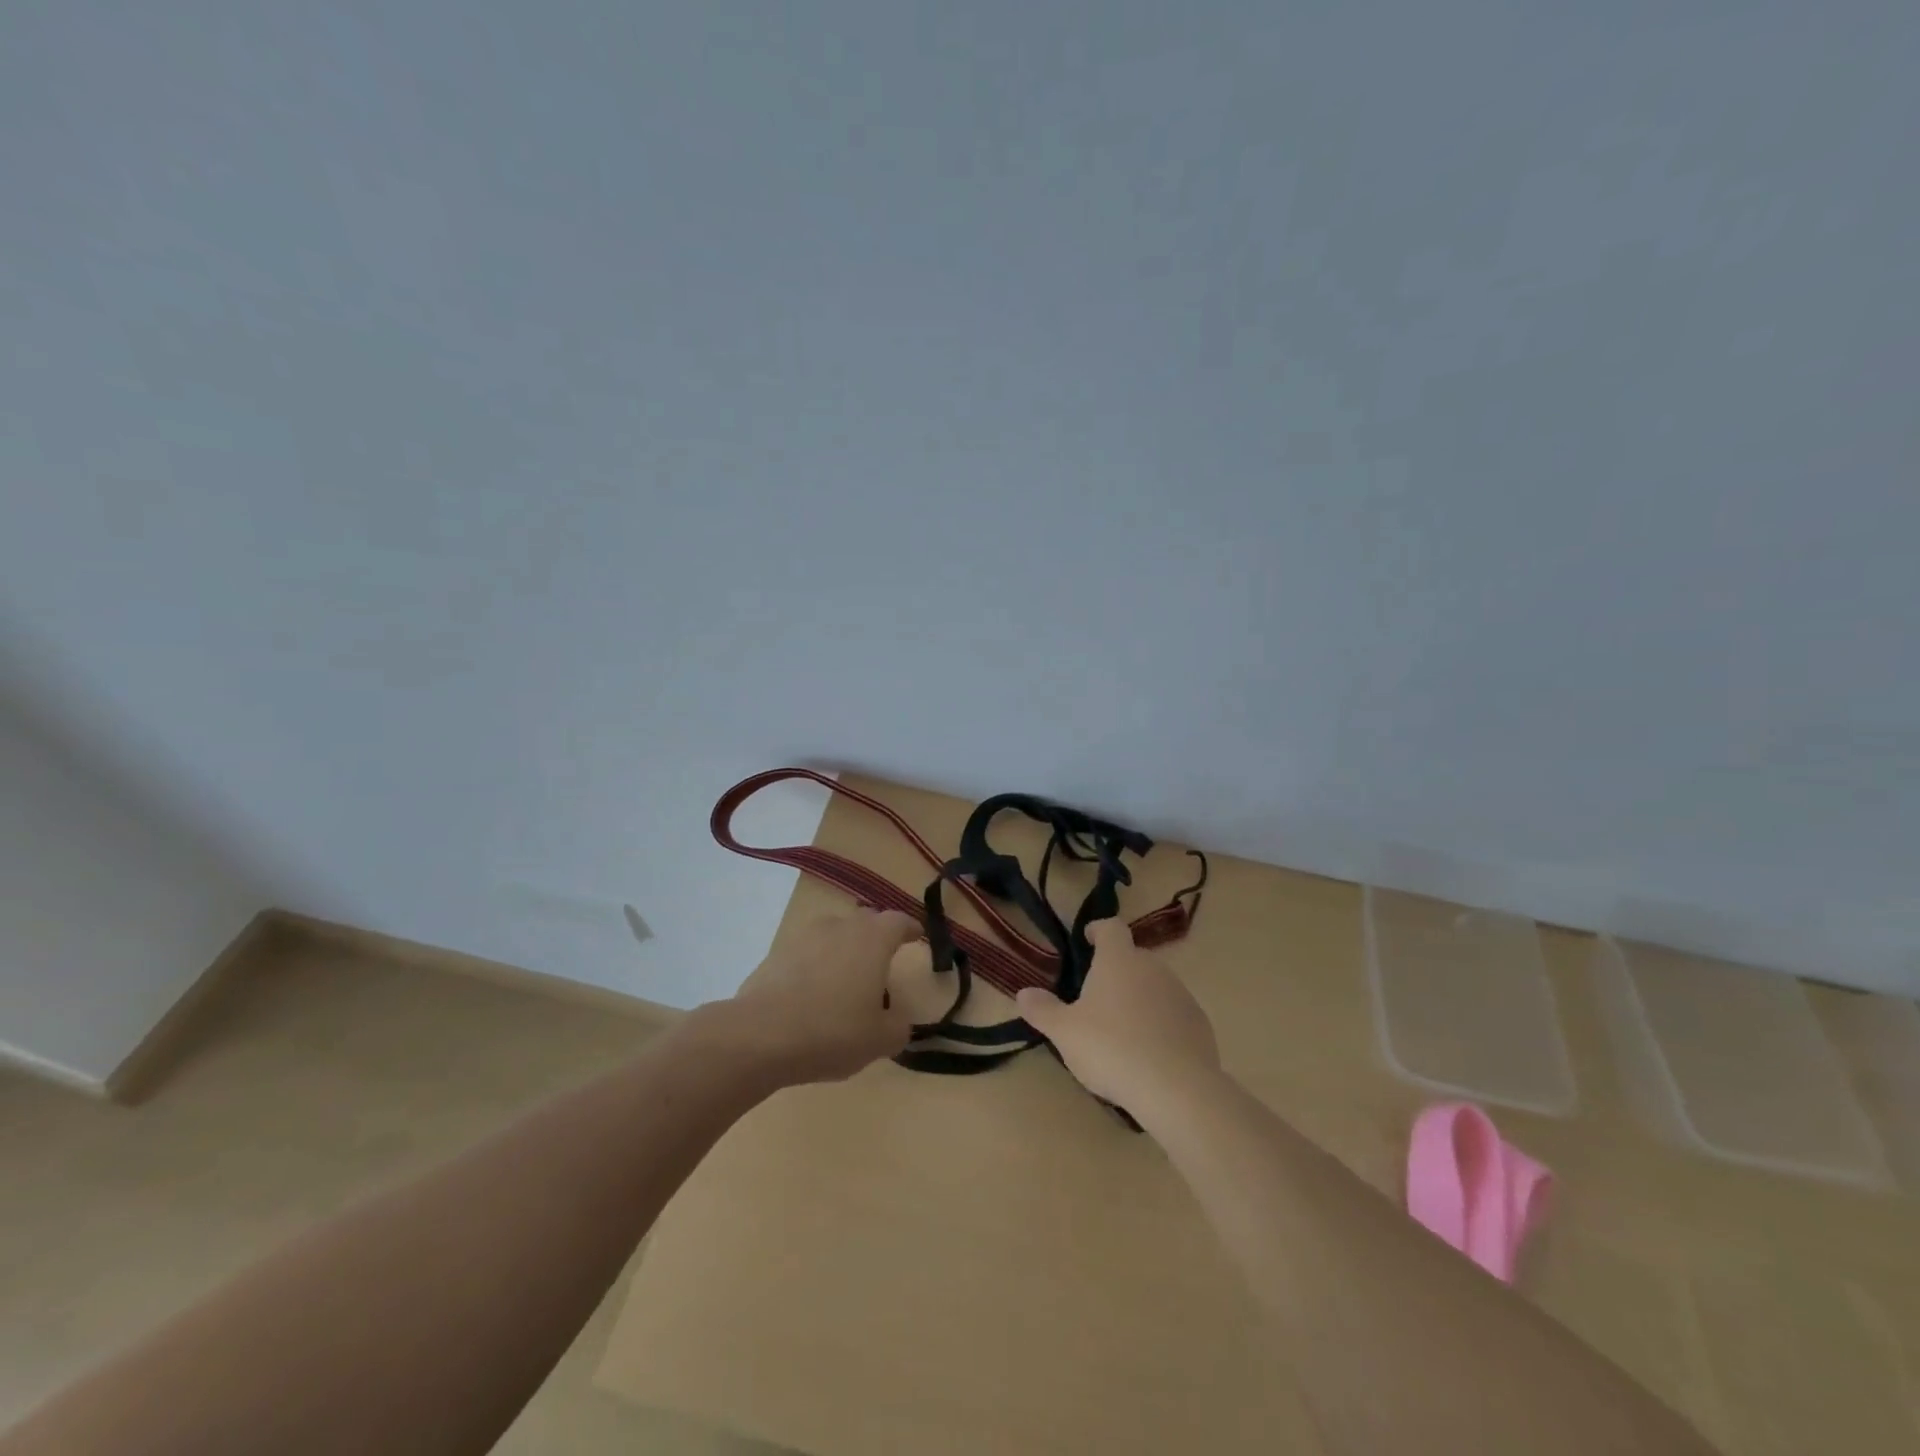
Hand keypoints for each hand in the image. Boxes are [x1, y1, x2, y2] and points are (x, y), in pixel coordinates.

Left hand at [725, 910, 918, 1084]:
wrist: (760, 1035)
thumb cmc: (832, 1031)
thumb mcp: (879, 1040)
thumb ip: (898, 1027)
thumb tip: (898, 1021)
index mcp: (873, 939)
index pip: (898, 921)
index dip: (910, 928)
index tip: (916, 936)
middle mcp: (840, 927)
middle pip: (865, 921)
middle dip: (877, 937)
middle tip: (882, 962)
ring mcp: (804, 936)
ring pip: (833, 934)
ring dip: (843, 950)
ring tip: (845, 981)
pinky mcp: (776, 953)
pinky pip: (806, 953)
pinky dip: (815, 965)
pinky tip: (812, 995)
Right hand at [1015, 919, 1219, 1107]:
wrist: (1176, 1088)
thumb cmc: (1111, 1048)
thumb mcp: (1065, 1032)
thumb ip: (1042, 1010)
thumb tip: (1023, 993)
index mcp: (1119, 960)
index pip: (1110, 928)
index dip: (1098, 930)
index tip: (1088, 939)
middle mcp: (1152, 967)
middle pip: (1132, 958)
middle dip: (1116, 971)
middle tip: (1096, 998)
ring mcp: (1180, 994)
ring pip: (1154, 986)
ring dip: (1139, 998)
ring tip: (1122, 1029)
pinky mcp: (1199, 1024)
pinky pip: (1173, 1014)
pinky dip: (1160, 1023)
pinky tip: (1149, 1052)